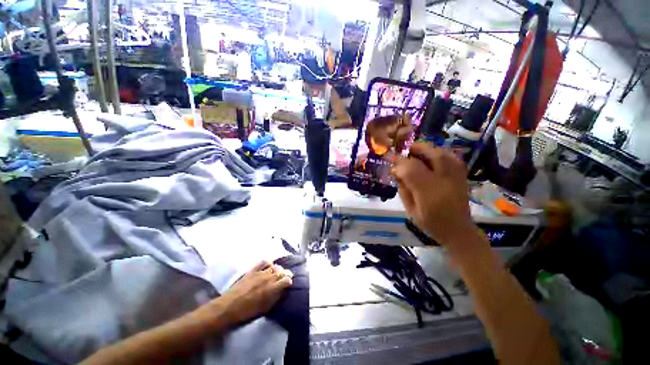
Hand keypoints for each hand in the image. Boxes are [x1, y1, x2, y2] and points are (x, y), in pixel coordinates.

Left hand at [203, 261, 292, 328]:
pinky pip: (263, 262)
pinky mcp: (252, 270)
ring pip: (274, 266)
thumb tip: (282, 290)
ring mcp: (260, 272)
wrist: (229, 307)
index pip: (287, 279)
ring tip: (277, 272)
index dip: (289, 281)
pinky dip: (268, 263)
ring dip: (278, 269)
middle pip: (282, 271)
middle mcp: (269, 277)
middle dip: (285, 274)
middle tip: (285, 278)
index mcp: (273, 288)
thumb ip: (276, 297)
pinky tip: (268, 266)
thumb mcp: (265, 308)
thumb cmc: (248, 311)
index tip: (288, 284)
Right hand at [392, 143, 476, 250]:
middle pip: (428, 153)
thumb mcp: (409, 209)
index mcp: (429, 192)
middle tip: (401, 152)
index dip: (398, 161)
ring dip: (424, 149)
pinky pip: (448, 155)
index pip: (410, 168)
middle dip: (412, 149)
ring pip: (439, 151)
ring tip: (413, 154)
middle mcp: (445, 179)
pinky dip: (436, 153)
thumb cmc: (430, 222)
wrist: (457, 229)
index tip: (389, 159)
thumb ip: (402, 188)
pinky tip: (428, 159)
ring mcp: (456, 174)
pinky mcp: (462, 172)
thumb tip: (395, 170)